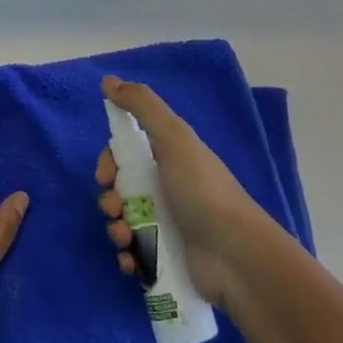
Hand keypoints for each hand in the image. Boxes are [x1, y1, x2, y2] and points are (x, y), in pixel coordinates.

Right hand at [96, 75, 272, 310]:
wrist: (236, 256)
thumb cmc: (202, 190)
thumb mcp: (173, 137)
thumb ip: (141, 105)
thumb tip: (108, 80)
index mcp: (168, 159)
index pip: (126, 155)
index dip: (109, 162)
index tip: (106, 175)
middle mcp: (166, 189)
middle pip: (120, 189)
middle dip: (109, 199)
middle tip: (115, 209)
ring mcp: (167, 227)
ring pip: (123, 223)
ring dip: (115, 230)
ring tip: (126, 239)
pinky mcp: (167, 261)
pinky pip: (134, 256)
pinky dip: (127, 258)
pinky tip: (131, 262)